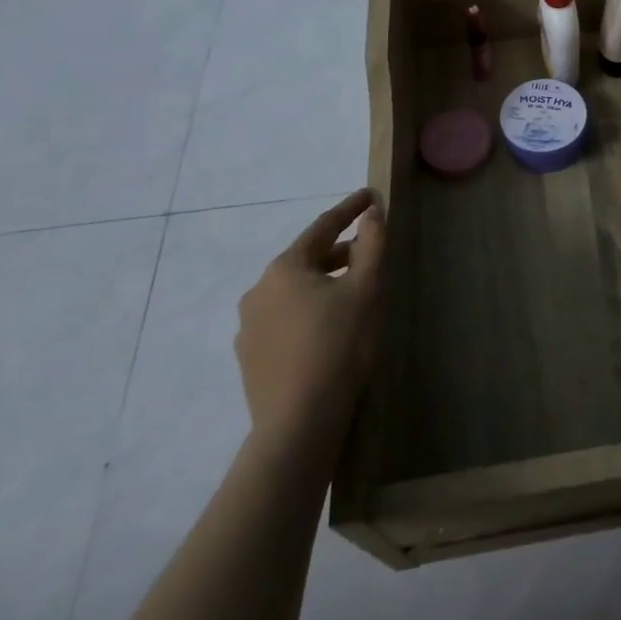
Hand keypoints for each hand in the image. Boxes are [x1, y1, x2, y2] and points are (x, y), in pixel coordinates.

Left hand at [234, 189, 386, 457]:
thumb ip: (371, 244)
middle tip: (367, 251)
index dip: (350, 210)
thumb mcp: (366, 288)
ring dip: (321, 284)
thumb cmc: (339, 345)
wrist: (298, 423)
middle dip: (338, 251)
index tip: (370, 196)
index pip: (323, 227)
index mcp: (285, 268)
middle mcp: (259, 290)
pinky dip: (307, 313)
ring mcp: (249, 327)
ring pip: (293, 292)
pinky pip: (283, 321)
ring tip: (349, 294)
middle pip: (305, 259)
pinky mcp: (250, 359)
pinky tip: (325, 331)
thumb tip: (371, 213)